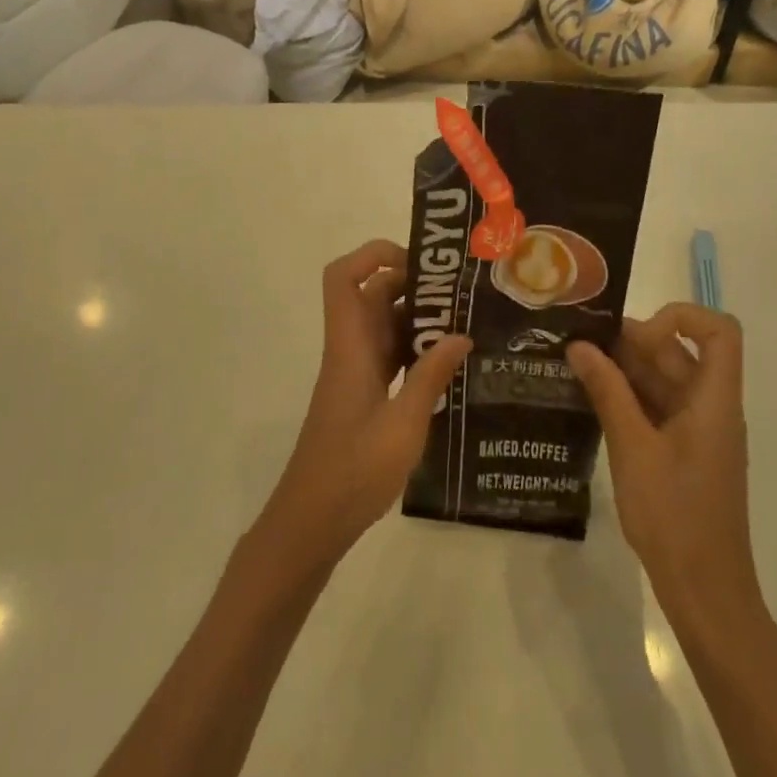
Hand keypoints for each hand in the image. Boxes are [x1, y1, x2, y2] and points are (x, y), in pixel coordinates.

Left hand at [257, 241, 472, 573]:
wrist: (312, 520)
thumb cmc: (353, 472)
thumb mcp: (403, 426)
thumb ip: (431, 377)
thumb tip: (461, 335)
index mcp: (349, 347)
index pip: (342, 278)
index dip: (373, 255)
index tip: (418, 262)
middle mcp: (350, 350)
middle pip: (371, 295)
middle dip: (411, 284)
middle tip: (459, 292)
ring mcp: (356, 373)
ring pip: (382, 324)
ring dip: (417, 317)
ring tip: (464, 320)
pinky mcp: (364, 394)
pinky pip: (389, 354)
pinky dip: (415, 348)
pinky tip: (449, 361)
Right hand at [566, 306, 760, 619]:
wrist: (706, 593)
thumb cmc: (675, 517)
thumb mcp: (634, 449)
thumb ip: (608, 392)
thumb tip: (580, 345)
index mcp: (714, 401)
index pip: (719, 332)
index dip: (680, 317)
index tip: (636, 337)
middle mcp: (710, 407)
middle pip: (681, 352)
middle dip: (633, 341)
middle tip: (581, 343)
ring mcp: (698, 430)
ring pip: (665, 379)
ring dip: (624, 369)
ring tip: (575, 366)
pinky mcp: (683, 451)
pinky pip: (658, 407)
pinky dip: (628, 397)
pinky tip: (590, 399)